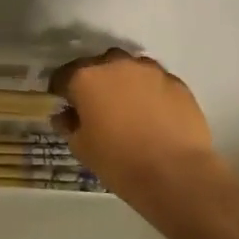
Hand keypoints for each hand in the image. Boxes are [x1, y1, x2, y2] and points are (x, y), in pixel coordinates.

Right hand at [52, 50, 228, 214]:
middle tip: (98, 106)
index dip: (62, 91)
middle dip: (96, 82)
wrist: (175, 174)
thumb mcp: (82, 148)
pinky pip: (156, 82)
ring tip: (129, 108)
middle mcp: (117, 65)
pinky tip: (154, 115)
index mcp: (86, 78)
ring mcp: (150, 71)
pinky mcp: (177, 83)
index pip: (64, 75)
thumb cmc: (119, 161)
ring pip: (131, 69)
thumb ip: (69, 125)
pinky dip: (151, 92)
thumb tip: (65, 116)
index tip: (65, 105)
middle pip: (99, 66)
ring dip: (125, 82)